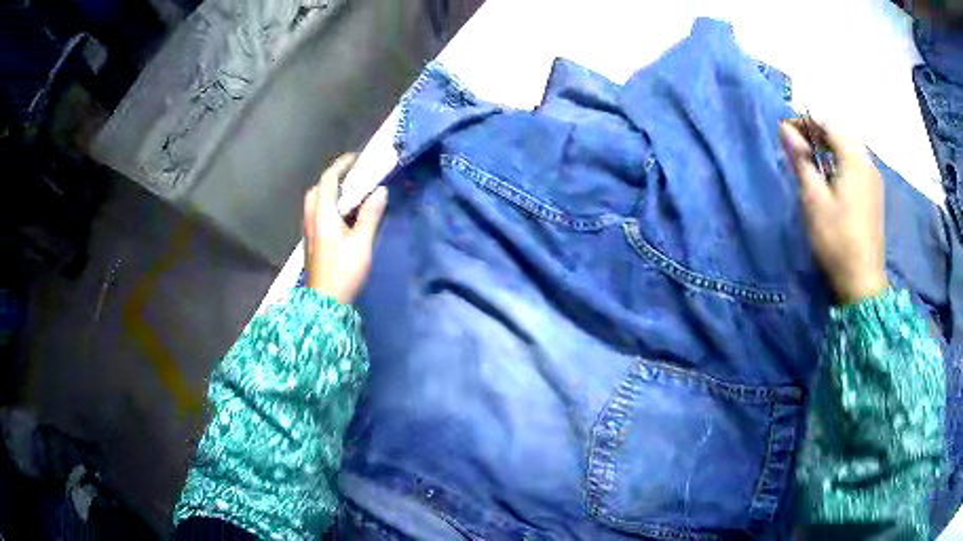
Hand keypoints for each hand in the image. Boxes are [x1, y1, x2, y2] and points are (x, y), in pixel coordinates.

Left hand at [304, 153, 387, 303]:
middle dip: (333, 178)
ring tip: (351, 194)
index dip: (342, 165)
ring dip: (330, 192)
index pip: (328, 179)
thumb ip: (370, 214)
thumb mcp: (362, 243)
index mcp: (322, 213)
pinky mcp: (312, 241)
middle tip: (353, 177)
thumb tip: (380, 190)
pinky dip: (329, 205)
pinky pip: (317, 213)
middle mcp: (312, 217)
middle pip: (317, 188)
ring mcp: (309, 230)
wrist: (325, 302)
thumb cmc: (344, 272)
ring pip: (315, 201)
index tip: (357, 159)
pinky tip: (343, 215)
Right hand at [780, 119, 887, 303]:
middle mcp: (868, 162)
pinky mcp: (875, 192)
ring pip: (850, 146)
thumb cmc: (836, 240)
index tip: (786, 131)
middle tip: (797, 145)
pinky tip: (831, 174)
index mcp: (855, 159)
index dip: (806, 121)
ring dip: (829, 145)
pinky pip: (856, 162)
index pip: (829, 122)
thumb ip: (801, 159)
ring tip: (812, 159)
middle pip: (842, 131)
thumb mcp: (814, 199)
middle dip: (818, 131)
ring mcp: (874, 178)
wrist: (862, 282)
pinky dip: (841, 159)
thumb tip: (785, 129)